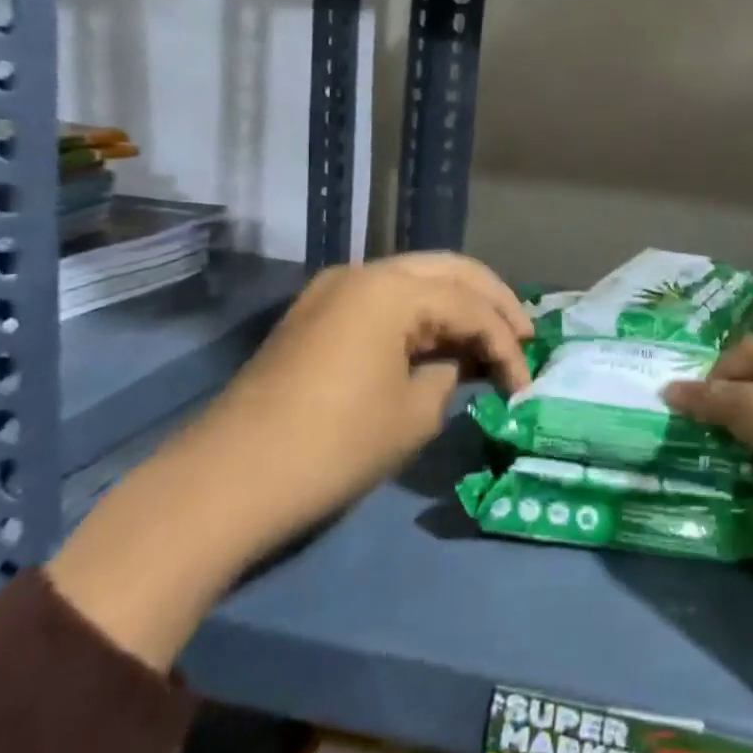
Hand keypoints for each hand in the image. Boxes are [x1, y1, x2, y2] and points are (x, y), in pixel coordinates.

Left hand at [47, 253, 530, 669]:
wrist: (226, 482)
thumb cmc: (333, 447)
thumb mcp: (414, 414)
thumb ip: (450, 373)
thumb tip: (455, 362)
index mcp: (392, 289)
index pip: (471, 307)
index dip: (507, 345)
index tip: (526, 386)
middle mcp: (364, 272)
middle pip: (450, 270)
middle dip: (493, 301)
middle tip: (525, 336)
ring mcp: (334, 289)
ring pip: (417, 278)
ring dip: (458, 303)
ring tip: (489, 338)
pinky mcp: (316, 314)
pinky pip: (385, 298)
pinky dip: (421, 314)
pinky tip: (440, 340)